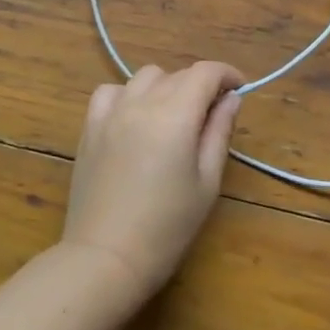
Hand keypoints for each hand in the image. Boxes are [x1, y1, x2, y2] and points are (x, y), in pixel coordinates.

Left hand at [59, 62, 244, 306]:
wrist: (106, 257)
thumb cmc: (167, 227)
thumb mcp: (207, 182)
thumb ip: (219, 132)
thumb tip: (231, 98)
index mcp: (175, 114)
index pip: (205, 73)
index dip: (227, 74)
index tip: (239, 89)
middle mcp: (141, 102)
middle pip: (177, 74)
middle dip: (200, 85)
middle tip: (211, 115)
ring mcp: (111, 112)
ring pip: (144, 77)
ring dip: (166, 86)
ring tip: (173, 116)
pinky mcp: (90, 127)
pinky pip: (110, 92)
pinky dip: (128, 95)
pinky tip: (134, 118)